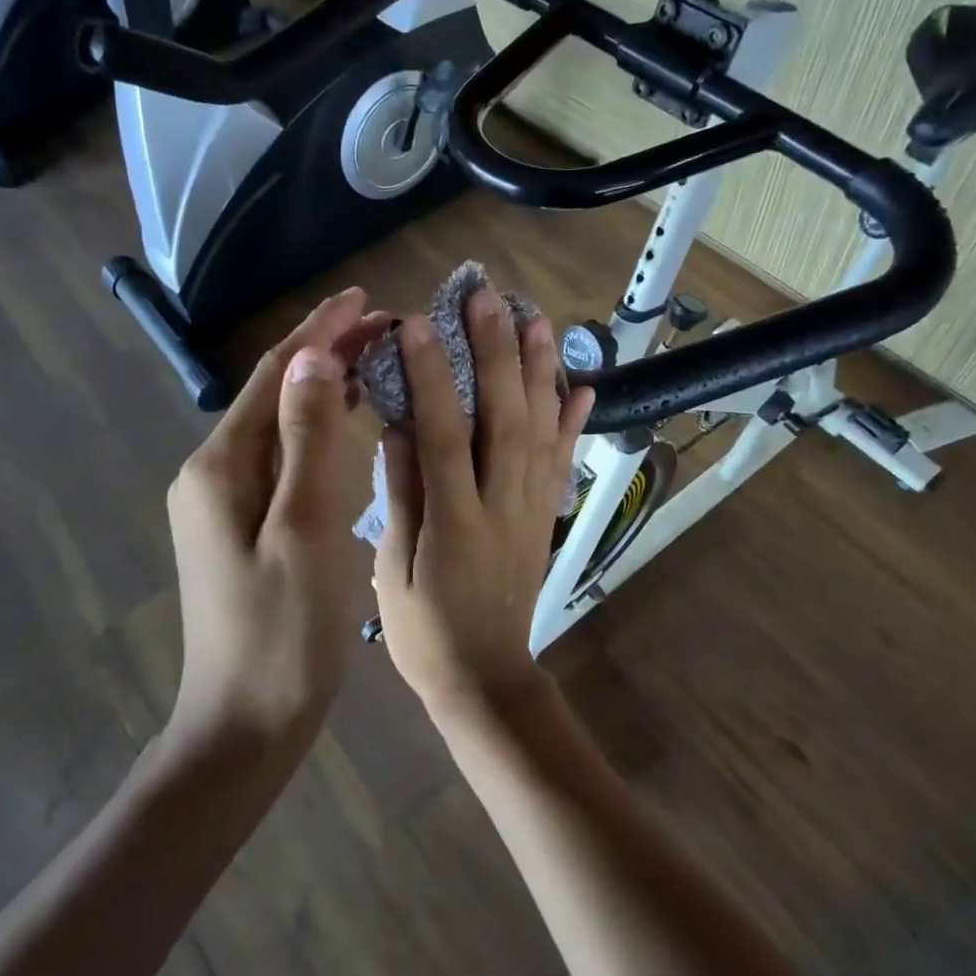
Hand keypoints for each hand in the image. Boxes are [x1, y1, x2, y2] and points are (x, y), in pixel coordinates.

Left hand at [167, 288, 389, 743]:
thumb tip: (313, 357)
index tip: (364, 297)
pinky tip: (350, 425)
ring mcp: (226, 501)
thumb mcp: (303, 530)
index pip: (273, 375)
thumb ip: (308, 440)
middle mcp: (215, 473)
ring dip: (324, 387)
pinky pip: (285, 458)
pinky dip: (319, 429)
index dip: (318, 331)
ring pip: (281, 425)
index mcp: (222, 467)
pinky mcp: (244, 525)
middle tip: (384, 325)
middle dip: (324, 352)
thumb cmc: (283, 632)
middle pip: (274, 394)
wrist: (246, 722)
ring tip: (376, 360)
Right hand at [374, 286, 593, 710]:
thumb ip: (399, 498)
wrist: (487, 678)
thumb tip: (397, 429)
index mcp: (455, 522)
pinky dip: (574, 421)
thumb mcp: (393, 572)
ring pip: (541, 429)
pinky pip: (563, 461)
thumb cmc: (425, 631)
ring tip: (536, 319)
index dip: (434, 377)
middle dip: (497, 352)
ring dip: (540, 371)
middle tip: (489, 297)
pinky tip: (582, 385)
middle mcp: (503, 505)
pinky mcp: (547, 516)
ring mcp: (532, 509)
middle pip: (505, 417)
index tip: (420, 324)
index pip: (444, 435)